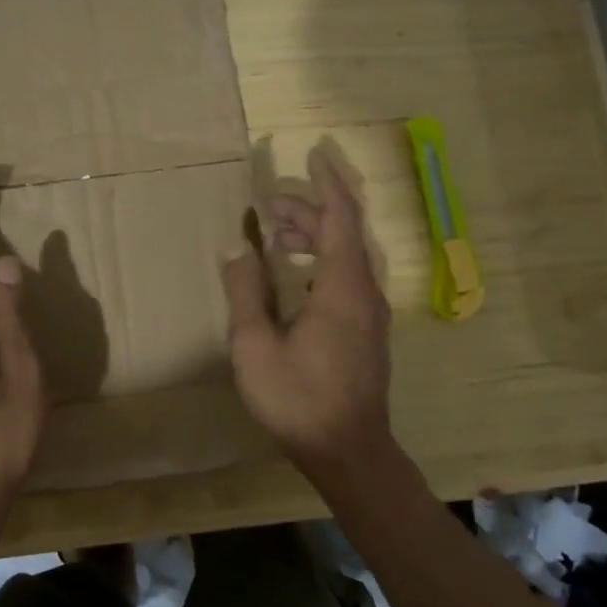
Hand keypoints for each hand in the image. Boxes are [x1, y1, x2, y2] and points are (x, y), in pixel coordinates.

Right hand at [221, 148, 392, 474]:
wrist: (349, 452)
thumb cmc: (299, 398)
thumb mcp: (255, 346)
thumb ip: (245, 291)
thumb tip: (235, 246)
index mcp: (342, 288)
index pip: (341, 217)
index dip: (327, 184)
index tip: (314, 155)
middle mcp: (364, 292)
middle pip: (343, 233)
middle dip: (308, 210)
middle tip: (268, 207)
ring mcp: (370, 314)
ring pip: (346, 256)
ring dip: (315, 236)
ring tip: (276, 236)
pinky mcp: (367, 331)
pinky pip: (348, 277)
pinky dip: (322, 260)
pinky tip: (295, 275)